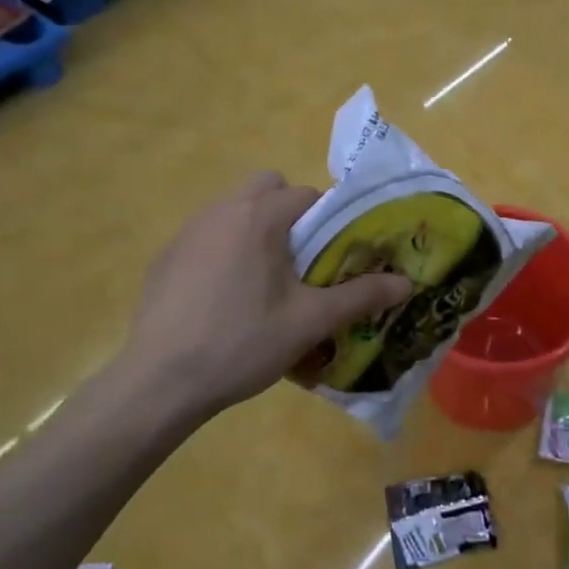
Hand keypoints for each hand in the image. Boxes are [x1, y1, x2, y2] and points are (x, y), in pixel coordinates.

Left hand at [112, 172, 413, 419]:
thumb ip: (361, 296)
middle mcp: (221, 210)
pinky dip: (224, 249)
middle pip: (266, 187)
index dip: (328, 220)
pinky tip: (224, 297)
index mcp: (259, 217)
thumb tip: (407, 283)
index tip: (333, 255)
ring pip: (234, 208)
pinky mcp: (166, 256)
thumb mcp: (310, 322)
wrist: (160, 382)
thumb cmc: (243, 343)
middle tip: (299, 261)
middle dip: (289, 212)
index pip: (306, 194)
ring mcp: (188, 231)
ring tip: (264, 282)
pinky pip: (207, 234)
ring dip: (256, 228)